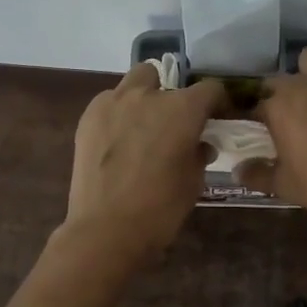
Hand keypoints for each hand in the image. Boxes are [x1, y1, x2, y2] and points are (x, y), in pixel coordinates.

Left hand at [64, 64, 226, 261]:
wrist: (106, 229)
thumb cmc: (160, 208)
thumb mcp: (193, 181)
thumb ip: (199, 153)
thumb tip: (200, 144)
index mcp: (183, 109)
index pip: (210, 89)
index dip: (217, 102)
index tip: (217, 117)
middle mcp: (149, 96)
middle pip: (164, 76)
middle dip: (171, 94)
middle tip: (173, 122)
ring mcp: (114, 103)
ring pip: (133, 83)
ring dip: (142, 97)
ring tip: (142, 127)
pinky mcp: (88, 117)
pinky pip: (109, 103)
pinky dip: (118, 113)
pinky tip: (118, 141)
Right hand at [239, 48, 306, 234]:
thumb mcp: (282, 185)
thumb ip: (255, 174)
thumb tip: (237, 171)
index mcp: (279, 105)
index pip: (256, 103)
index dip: (255, 118)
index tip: (258, 132)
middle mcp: (305, 85)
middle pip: (281, 80)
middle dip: (278, 96)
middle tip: (284, 122)